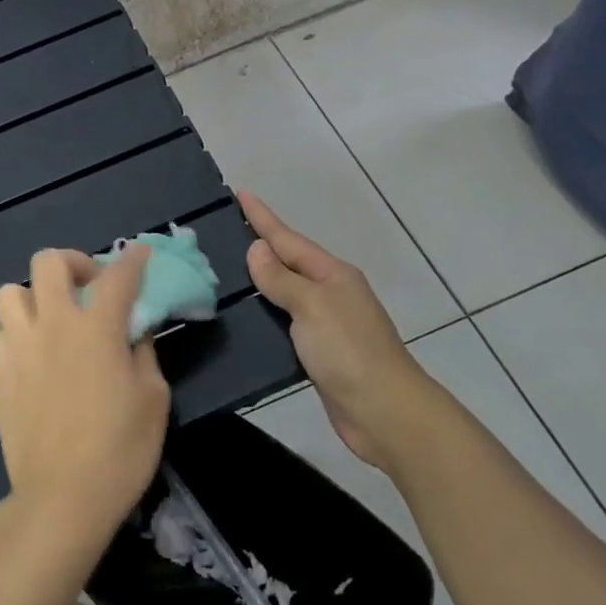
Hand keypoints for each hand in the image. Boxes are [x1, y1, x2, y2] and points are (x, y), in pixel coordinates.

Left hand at [0, 246, 170, 549]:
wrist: (62, 497)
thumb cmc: (121, 450)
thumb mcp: (153, 399)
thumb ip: (143, 354)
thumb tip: (134, 333)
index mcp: (97, 329)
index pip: (117, 276)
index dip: (132, 260)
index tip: (140, 255)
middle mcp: (53, 326)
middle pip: (49, 263)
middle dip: (73, 263)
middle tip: (88, 287)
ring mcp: (18, 349)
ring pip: (10, 292)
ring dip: (35, 296)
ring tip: (53, 319)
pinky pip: (1, 334)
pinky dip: (18, 332)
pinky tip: (34, 356)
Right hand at [241, 192, 433, 468]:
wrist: (383, 411)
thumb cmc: (348, 351)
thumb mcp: (313, 306)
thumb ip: (282, 279)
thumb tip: (258, 249)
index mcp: (333, 275)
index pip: (289, 239)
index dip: (263, 218)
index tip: (239, 193)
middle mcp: (331, 293)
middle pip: (288, 263)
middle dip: (260, 246)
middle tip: (222, 233)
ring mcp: (327, 323)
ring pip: (286, 294)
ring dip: (260, 281)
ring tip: (225, 272)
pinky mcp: (319, 352)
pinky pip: (286, 323)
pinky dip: (266, 315)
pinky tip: (245, 318)